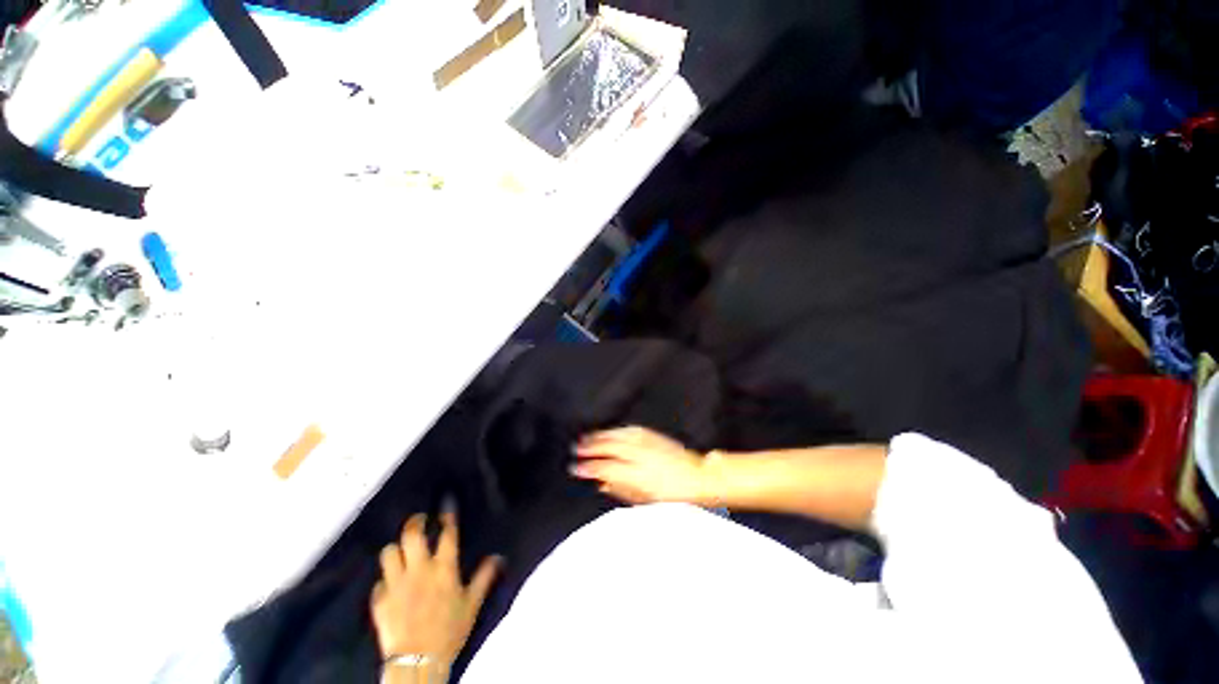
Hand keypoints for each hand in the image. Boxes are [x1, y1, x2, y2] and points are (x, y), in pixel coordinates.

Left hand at [370, 511, 501, 674]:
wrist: (418, 662)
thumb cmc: (449, 631)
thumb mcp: (472, 605)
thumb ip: (484, 578)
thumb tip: (498, 557)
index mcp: (443, 569)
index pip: (447, 534)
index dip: (447, 518)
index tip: (446, 508)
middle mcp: (418, 570)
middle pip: (412, 535)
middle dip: (415, 522)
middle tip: (419, 520)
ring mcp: (396, 584)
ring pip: (389, 553)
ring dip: (395, 549)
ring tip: (401, 551)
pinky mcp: (380, 601)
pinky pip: (379, 582)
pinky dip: (385, 580)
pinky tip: (390, 584)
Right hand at [572, 426, 714, 504]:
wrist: (695, 476)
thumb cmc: (673, 494)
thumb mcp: (645, 500)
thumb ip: (621, 490)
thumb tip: (602, 484)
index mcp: (637, 475)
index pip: (605, 468)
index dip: (588, 467)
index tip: (576, 467)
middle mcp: (639, 456)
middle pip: (608, 448)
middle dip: (590, 448)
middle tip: (576, 448)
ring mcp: (646, 443)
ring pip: (616, 436)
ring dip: (600, 436)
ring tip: (587, 438)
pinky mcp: (652, 435)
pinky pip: (629, 430)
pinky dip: (616, 430)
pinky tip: (608, 431)